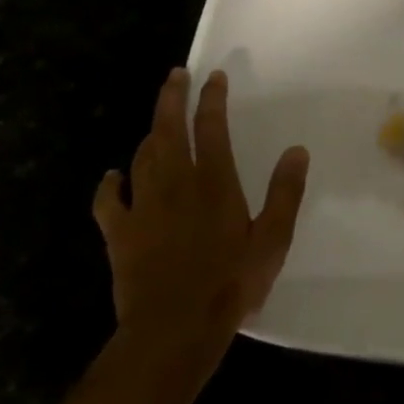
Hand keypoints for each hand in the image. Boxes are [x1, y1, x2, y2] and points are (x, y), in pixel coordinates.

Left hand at [93, 68, 308, 356]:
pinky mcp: (119, 233)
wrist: (174, 328)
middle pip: (168, 129)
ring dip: (150, 134)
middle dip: (171, 98)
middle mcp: (175, 184)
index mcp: (214, 182)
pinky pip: (107, 200)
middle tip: (174, 75)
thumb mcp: (273, 239)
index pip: (211, 127)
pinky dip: (108, 184)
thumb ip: (285, 192)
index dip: (212, 99)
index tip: (213, 77)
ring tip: (157, 123)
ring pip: (141, 157)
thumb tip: (296, 151)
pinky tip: (111, 176)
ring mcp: (142, 207)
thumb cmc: (230, 283)